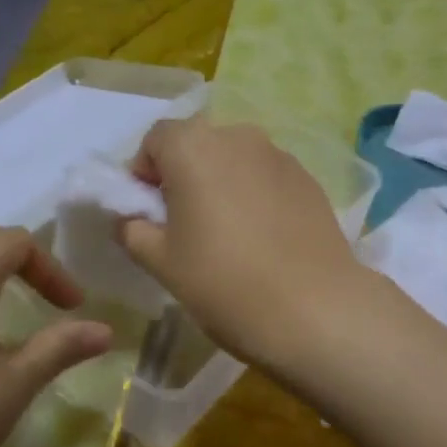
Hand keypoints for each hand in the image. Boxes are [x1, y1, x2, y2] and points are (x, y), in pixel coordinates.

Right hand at [119, 118, 370, 372]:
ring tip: (229, 235)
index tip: (149, 213)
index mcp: (193, 146)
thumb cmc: (224, 283)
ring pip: (237, 161)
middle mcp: (239, 136)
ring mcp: (281, 156)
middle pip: (199, 145)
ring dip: (223, 185)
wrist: (313, 309)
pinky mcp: (310, 181)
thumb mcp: (161, 262)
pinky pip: (268, 179)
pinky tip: (264, 240)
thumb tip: (132, 219)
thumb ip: (133, 230)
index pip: (156, 139)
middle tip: (186, 225)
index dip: (144, 172)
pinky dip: (257, 197)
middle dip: (185, 176)